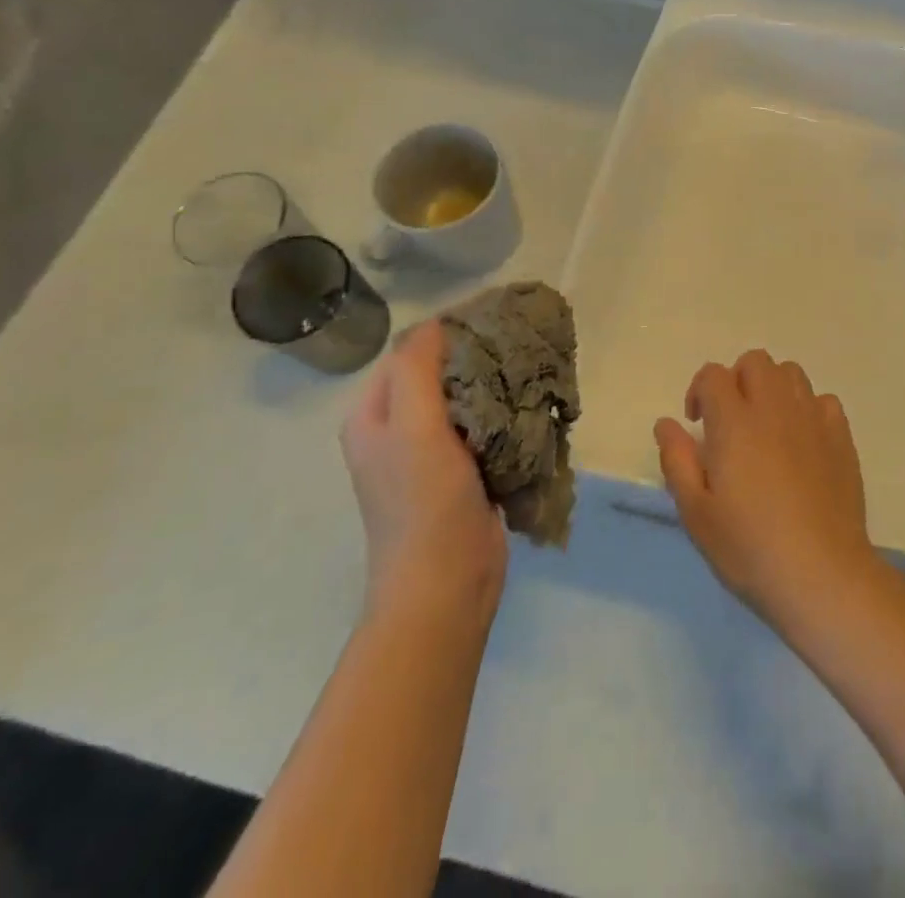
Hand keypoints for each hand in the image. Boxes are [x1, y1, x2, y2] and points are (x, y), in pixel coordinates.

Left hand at [341, 321, 506, 624]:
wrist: (446, 586)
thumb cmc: (423, 504)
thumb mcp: (414, 429)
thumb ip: (417, 371)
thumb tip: (436, 323)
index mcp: (374, 416)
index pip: (408, 354)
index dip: (445, 333)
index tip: (491, 318)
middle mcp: (398, 430)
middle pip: (439, 375)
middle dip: (476, 357)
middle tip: (517, 343)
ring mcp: (431, 454)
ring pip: (467, 400)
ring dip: (495, 386)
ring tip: (529, 368)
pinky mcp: (464, 473)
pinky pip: (485, 428)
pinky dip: (505, 415)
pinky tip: (531, 405)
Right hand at [655, 350, 876, 635]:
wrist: (822, 574)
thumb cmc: (750, 548)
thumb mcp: (696, 513)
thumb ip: (677, 460)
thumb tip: (666, 423)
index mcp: (734, 422)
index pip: (714, 375)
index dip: (700, 391)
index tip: (698, 424)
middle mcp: (774, 407)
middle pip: (755, 362)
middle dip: (737, 380)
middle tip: (731, 421)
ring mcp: (812, 419)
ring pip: (791, 373)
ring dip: (773, 388)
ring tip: (767, 427)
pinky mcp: (841, 437)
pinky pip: (823, 401)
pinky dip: (808, 410)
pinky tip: (803, 442)